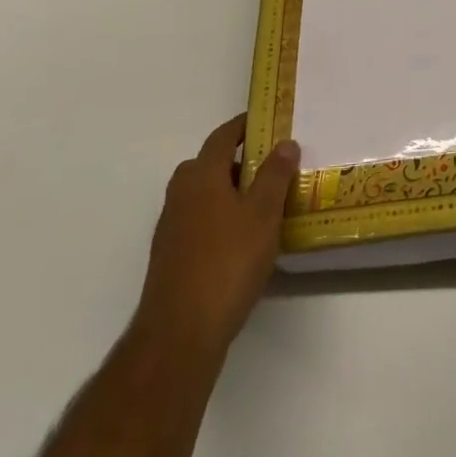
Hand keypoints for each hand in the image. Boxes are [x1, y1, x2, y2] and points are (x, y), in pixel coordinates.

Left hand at [130, 114, 299, 360]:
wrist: (179, 334)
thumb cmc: (227, 262)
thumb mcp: (263, 214)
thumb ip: (275, 175)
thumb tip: (285, 143)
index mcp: (201, 175)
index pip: (222, 136)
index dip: (244, 126)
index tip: (266, 123)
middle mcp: (180, 193)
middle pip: (209, 164)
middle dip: (237, 161)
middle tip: (270, 166)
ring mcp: (171, 227)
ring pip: (203, 195)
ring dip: (228, 192)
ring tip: (262, 204)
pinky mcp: (170, 257)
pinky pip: (198, 221)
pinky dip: (219, 219)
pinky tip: (241, 241)